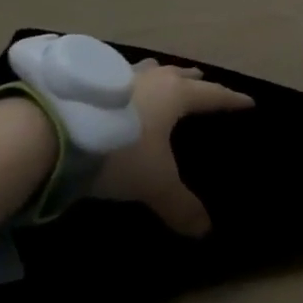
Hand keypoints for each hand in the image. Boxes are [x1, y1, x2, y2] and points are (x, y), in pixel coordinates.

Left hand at [92, 60, 251, 236]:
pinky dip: (129, 85)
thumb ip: (180, 205)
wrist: (53, 131)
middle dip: (196, 81)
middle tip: (205, 84)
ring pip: (150, 71)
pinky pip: (120, 78)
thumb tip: (205, 231)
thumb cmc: (119, 150)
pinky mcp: (89, 80)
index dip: (232, 100)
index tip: (248, 102)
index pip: (213, 95)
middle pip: (182, 74)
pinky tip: (121, 94)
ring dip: (161, 77)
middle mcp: (153, 78)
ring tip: (163, 82)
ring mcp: (119, 74)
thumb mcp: (154, 183)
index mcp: (177, 94)